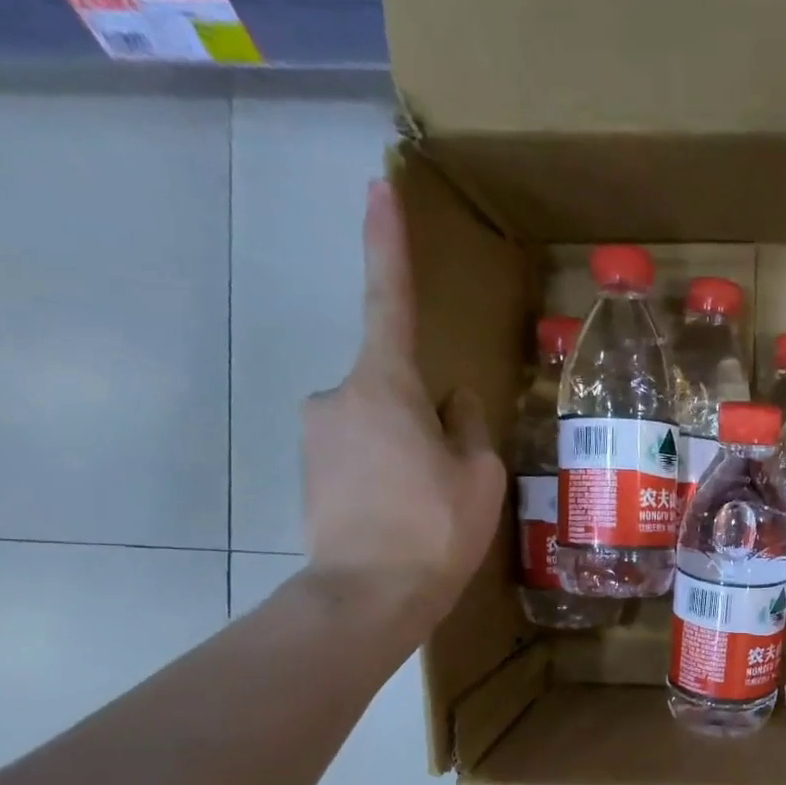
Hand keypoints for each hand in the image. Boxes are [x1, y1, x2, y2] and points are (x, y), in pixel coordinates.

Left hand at [300, 179, 505, 630]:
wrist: (366, 598)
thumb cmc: (433, 529)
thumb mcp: (478, 476)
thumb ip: (467, 425)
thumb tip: (452, 402)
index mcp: (385, 386)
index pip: (390, 300)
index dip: (386, 243)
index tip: (376, 186)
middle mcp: (337, 396)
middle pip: (393, 385)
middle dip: (424, 417)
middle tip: (449, 476)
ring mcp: (315, 434)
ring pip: (377, 423)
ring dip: (405, 448)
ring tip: (426, 506)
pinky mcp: (307, 470)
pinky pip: (358, 452)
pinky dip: (384, 471)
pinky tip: (400, 515)